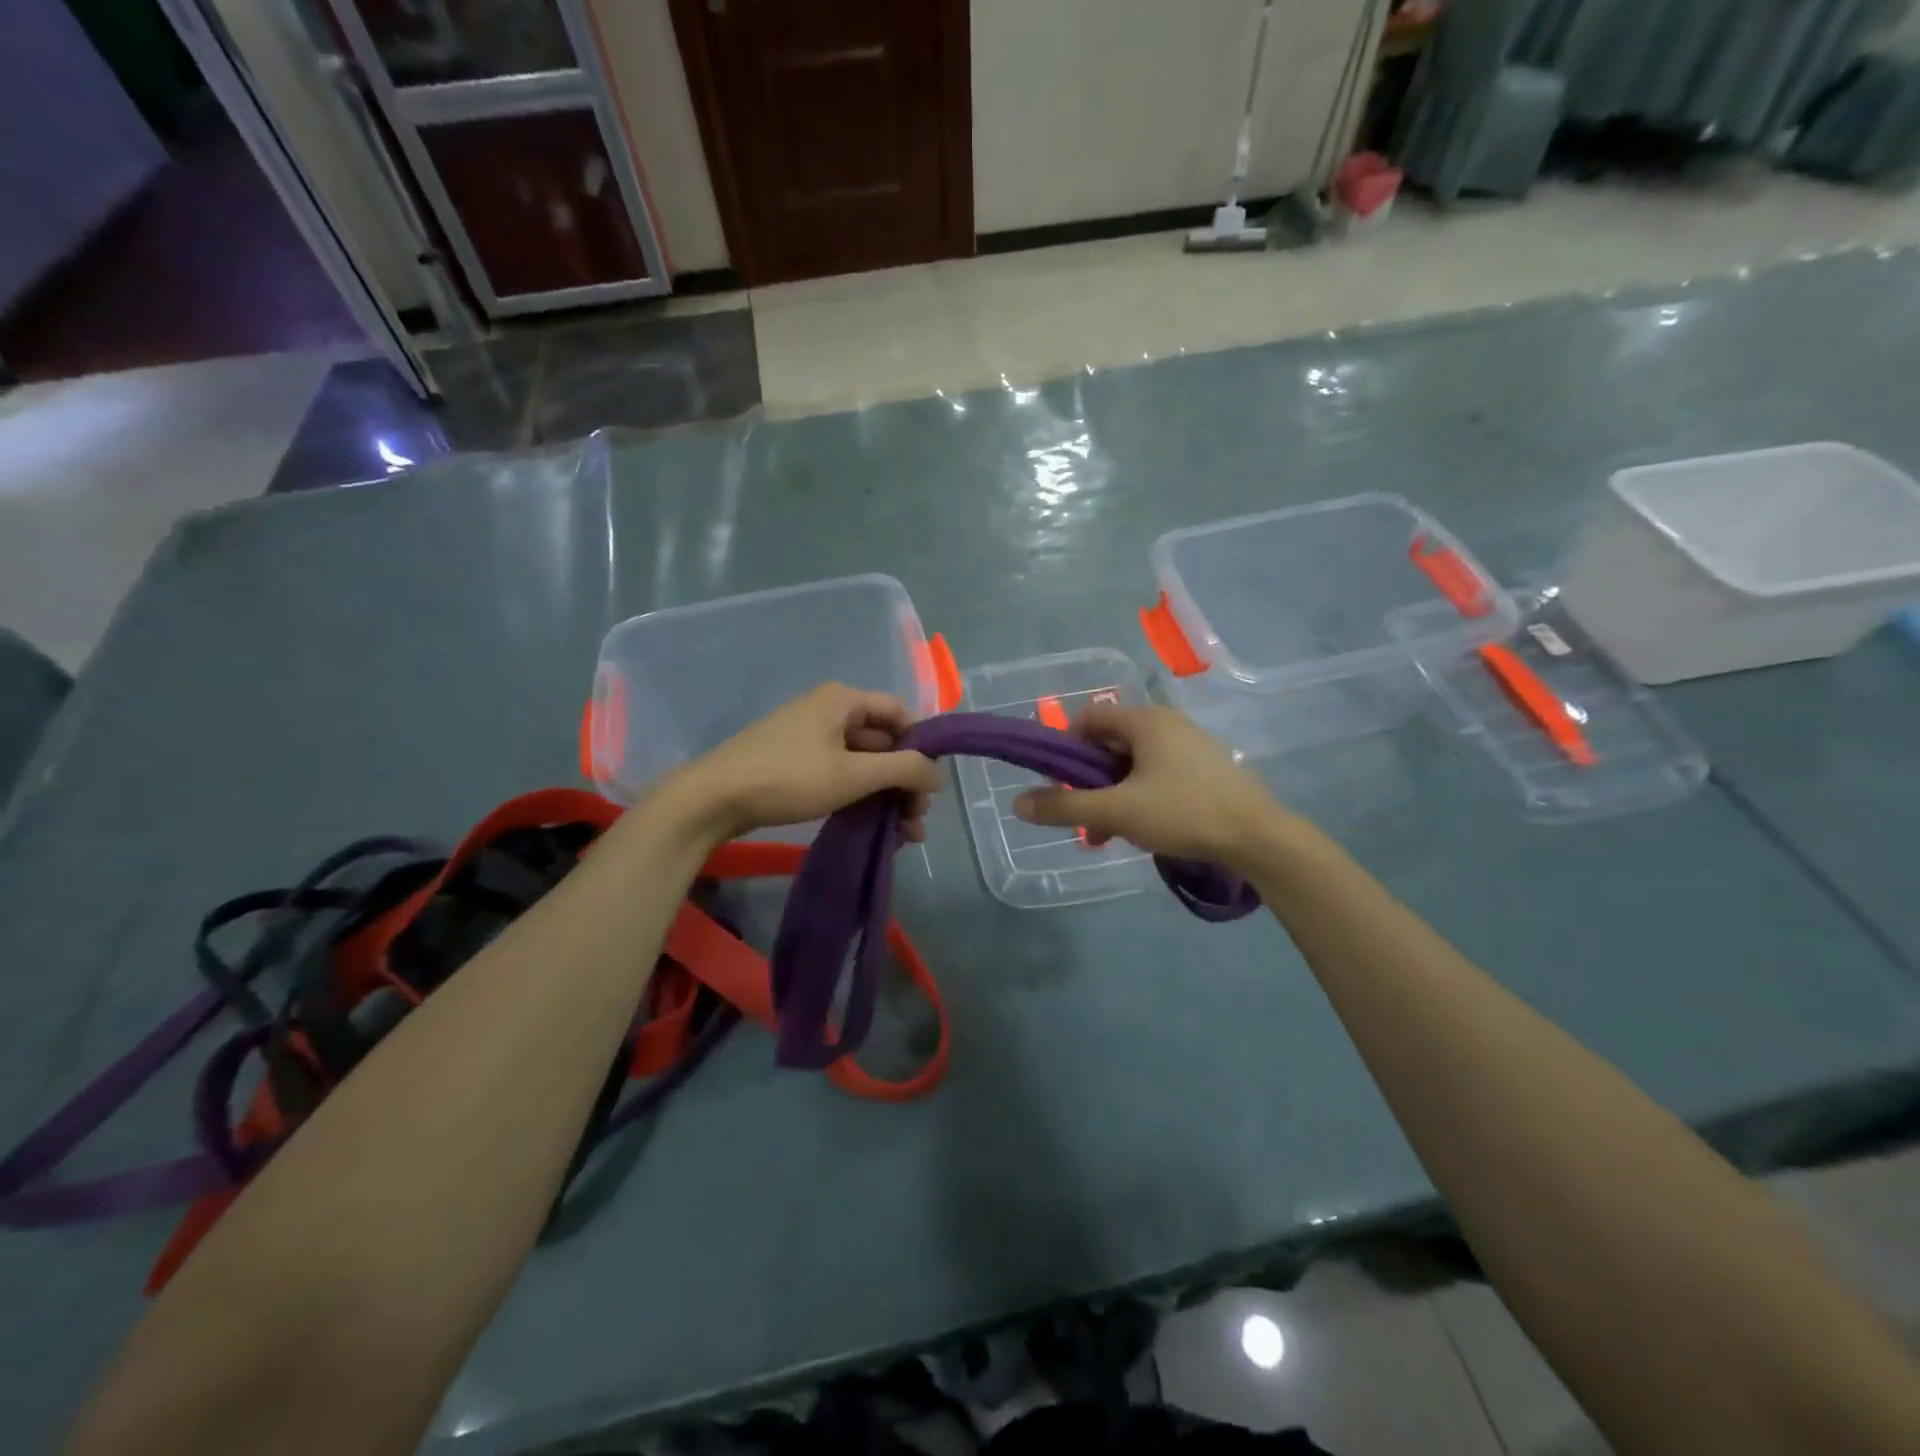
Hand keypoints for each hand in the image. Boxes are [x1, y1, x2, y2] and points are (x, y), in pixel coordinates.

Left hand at [671, 683, 942, 842]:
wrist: (712, 799)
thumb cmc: (789, 778)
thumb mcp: (853, 775)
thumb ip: (903, 770)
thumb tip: (939, 774)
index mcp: (843, 700)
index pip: (900, 713)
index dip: (921, 746)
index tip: (930, 785)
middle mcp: (829, 711)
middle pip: (883, 741)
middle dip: (905, 781)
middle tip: (916, 820)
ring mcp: (810, 737)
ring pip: (863, 763)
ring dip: (886, 795)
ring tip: (903, 835)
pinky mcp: (795, 762)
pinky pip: (841, 774)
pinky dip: (860, 797)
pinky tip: (874, 826)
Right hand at [1013, 702, 1288, 869]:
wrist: (1259, 837)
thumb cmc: (1183, 813)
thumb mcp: (1116, 812)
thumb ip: (1064, 807)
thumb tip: (1018, 803)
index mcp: (1145, 720)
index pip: (1088, 718)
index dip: (1065, 748)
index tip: (1060, 784)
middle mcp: (1167, 722)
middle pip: (1110, 743)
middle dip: (1090, 780)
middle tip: (1085, 815)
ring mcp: (1191, 744)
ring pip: (1134, 763)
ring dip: (1114, 793)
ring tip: (1111, 832)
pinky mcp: (1207, 767)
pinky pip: (1159, 773)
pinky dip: (1141, 795)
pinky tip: (1144, 828)